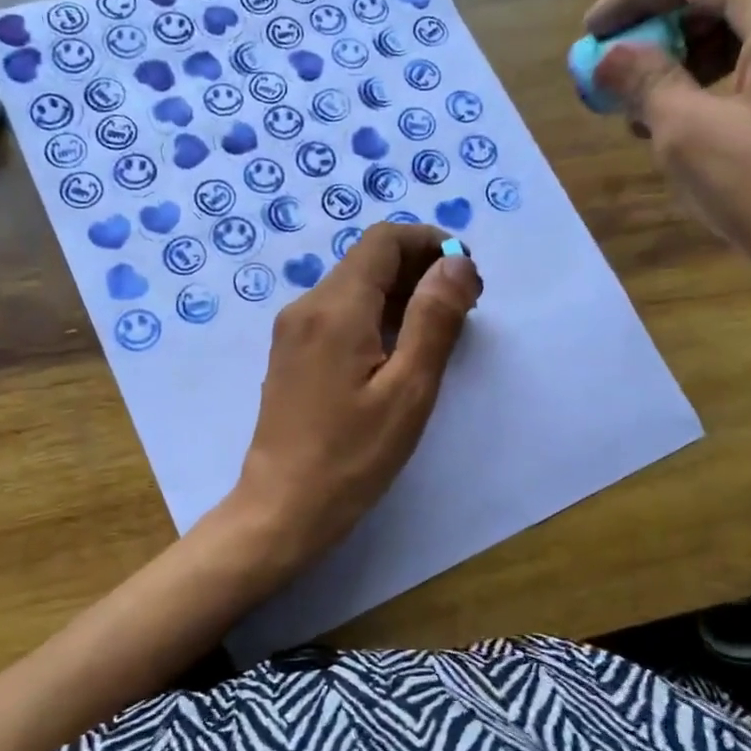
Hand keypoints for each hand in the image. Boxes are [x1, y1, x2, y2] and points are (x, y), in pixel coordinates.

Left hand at [227, 222, 482, 573]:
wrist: (282, 509)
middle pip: (368, 260)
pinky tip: (400, 349)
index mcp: (335, 307)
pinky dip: (376, 315)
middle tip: (465, 306)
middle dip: (421, 269)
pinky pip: (339, 314)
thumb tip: (457, 262)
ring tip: (441, 329)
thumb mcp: (408, 390)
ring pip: (354, 286)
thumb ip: (434, 319)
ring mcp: (293, 330)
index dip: (431, 243)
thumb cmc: (352, 456)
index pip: (385, 241)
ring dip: (401, 293)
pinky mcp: (291, 354)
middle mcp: (307, 306)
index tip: (467, 274)